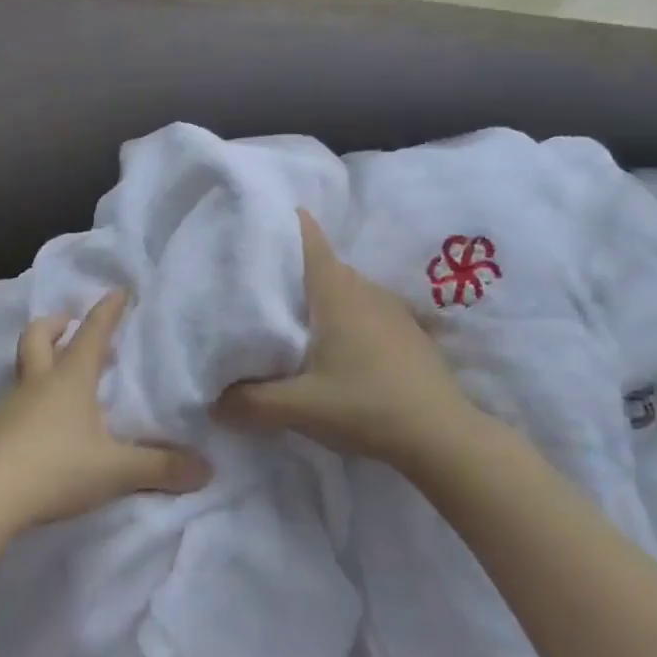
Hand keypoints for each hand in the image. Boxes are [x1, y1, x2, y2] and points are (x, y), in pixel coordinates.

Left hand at [0, 289, 211, 531]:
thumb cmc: (57, 468)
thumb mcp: (116, 470)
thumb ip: (160, 468)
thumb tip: (206, 469)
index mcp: (71, 377)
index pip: (94, 331)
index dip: (109, 309)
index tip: (120, 290)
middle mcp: (39, 380)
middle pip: (40, 335)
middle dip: (57, 323)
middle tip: (71, 325)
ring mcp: (10, 403)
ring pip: (22, 366)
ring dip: (39, 360)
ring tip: (57, 377)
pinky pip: (11, 402)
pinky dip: (26, 401)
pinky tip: (35, 425)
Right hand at [215, 209, 482, 469]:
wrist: (443, 436)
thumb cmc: (366, 406)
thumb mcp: (300, 408)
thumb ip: (251, 402)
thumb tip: (213, 400)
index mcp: (335, 291)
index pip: (309, 236)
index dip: (283, 222)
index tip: (257, 220)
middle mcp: (363, 287)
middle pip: (322, 263)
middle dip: (293, 267)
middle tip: (259, 281)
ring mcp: (390, 307)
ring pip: (345, 287)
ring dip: (320, 294)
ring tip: (293, 314)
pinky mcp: (407, 330)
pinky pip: (365, 307)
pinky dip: (345, 314)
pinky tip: (337, 344)